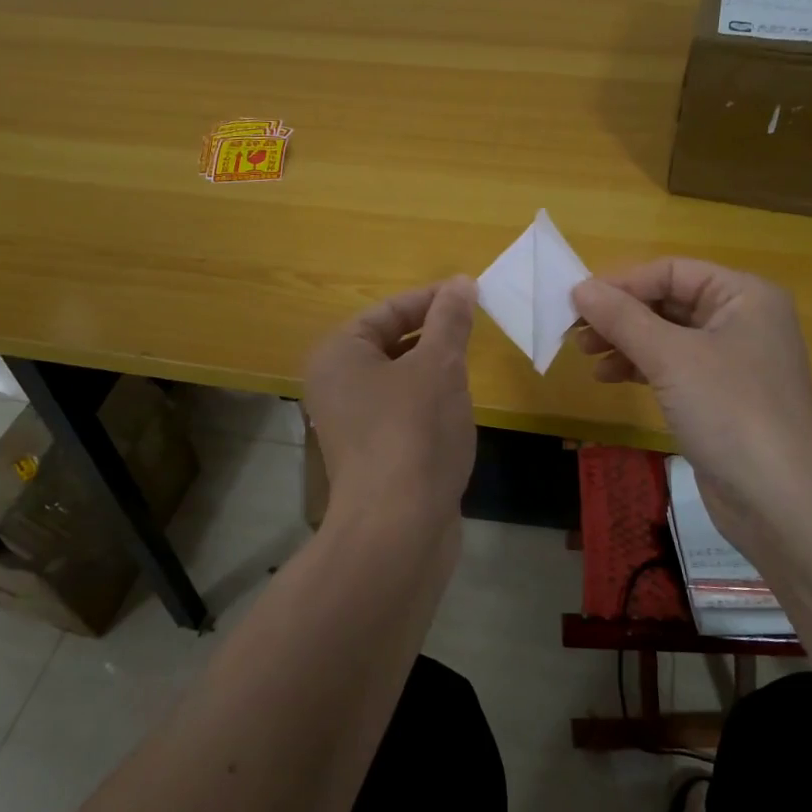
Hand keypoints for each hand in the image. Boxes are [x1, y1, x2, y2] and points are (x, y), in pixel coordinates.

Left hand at [304, 277, 477, 525]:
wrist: (397, 528)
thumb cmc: (413, 432)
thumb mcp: (438, 365)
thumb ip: (450, 320)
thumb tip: (462, 282)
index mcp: (339, 354)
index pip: (387, 311)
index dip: (431, 299)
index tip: (472, 293)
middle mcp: (335, 384)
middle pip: (390, 343)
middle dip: (433, 334)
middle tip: (476, 327)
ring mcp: (352, 423)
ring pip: (399, 379)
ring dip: (434, 369)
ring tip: (470, 365)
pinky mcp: (372, 453)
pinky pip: (402, 411)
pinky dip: (428, 402)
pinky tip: (456, 409)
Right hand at [572, 259, 811, 546]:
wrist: (778, 498)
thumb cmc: (729, 410)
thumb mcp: (671, 357)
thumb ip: (623, 318)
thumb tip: (580, 288)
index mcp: (744, 295)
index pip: (672, 271)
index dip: (623, 283)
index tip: (577, 301)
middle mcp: (742, 320)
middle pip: (669, 302)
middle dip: (621, 315)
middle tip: (575, 331)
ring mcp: (733, 361)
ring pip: (667, 336)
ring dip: (625, 341)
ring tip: (586, 355)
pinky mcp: (721, 396)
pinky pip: (673, 367)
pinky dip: (641, 367)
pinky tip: (610, 378)